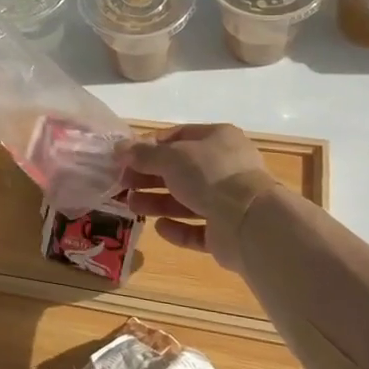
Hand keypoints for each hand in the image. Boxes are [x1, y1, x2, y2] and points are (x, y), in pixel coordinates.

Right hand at [123, 124, 279, 271]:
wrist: (249, 221)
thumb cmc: (210, 175)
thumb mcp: (171, 158)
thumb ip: (143, 154)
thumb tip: (119, 148)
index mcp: (218, 139)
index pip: (179, 136)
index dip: (149, 145)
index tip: (125, 157)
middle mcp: (225, 167)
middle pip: (180, 170)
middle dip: (150, 176)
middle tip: (122, 183)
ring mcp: (228, 201)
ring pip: (187, 200)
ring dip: (158, 202)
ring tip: (131, 205)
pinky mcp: (227, 232)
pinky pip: (198, 229)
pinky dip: (178, 228)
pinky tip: (159, 228)